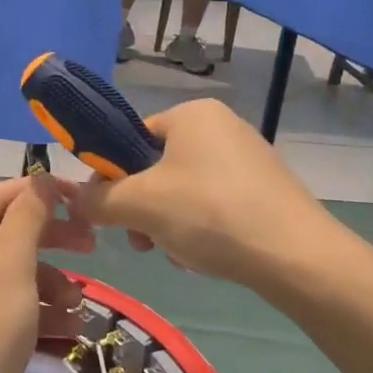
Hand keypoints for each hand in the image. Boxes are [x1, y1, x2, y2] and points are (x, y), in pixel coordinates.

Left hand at [0, 178, 89, 372]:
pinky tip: (70, 326)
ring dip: (50, 281)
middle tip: (91, 244)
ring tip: (76, 303)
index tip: (81, 197)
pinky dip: (38, 307)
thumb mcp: (12, 257)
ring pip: (12, 268)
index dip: (41, 193)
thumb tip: (43, 179)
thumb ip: (30, 213)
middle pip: (6, 231)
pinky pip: (8, 299)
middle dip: (51, 241)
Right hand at [70, 98, 361, 297]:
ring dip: (167, 224)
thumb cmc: (210, 214)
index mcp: (192, 114)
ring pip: (183, 191)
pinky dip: (200, 229)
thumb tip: (73, 199)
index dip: (111, 175)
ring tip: (175, 255)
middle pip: (156, 167)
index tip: (109, 211)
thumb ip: (97, 199)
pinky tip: (203, 258)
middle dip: (142, 208)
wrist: (299, 258)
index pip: (130, 138)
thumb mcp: (139, 205)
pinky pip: (214, 205)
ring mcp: (248, 159)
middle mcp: (222, 127)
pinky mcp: (266, 191)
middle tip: (141, 241)